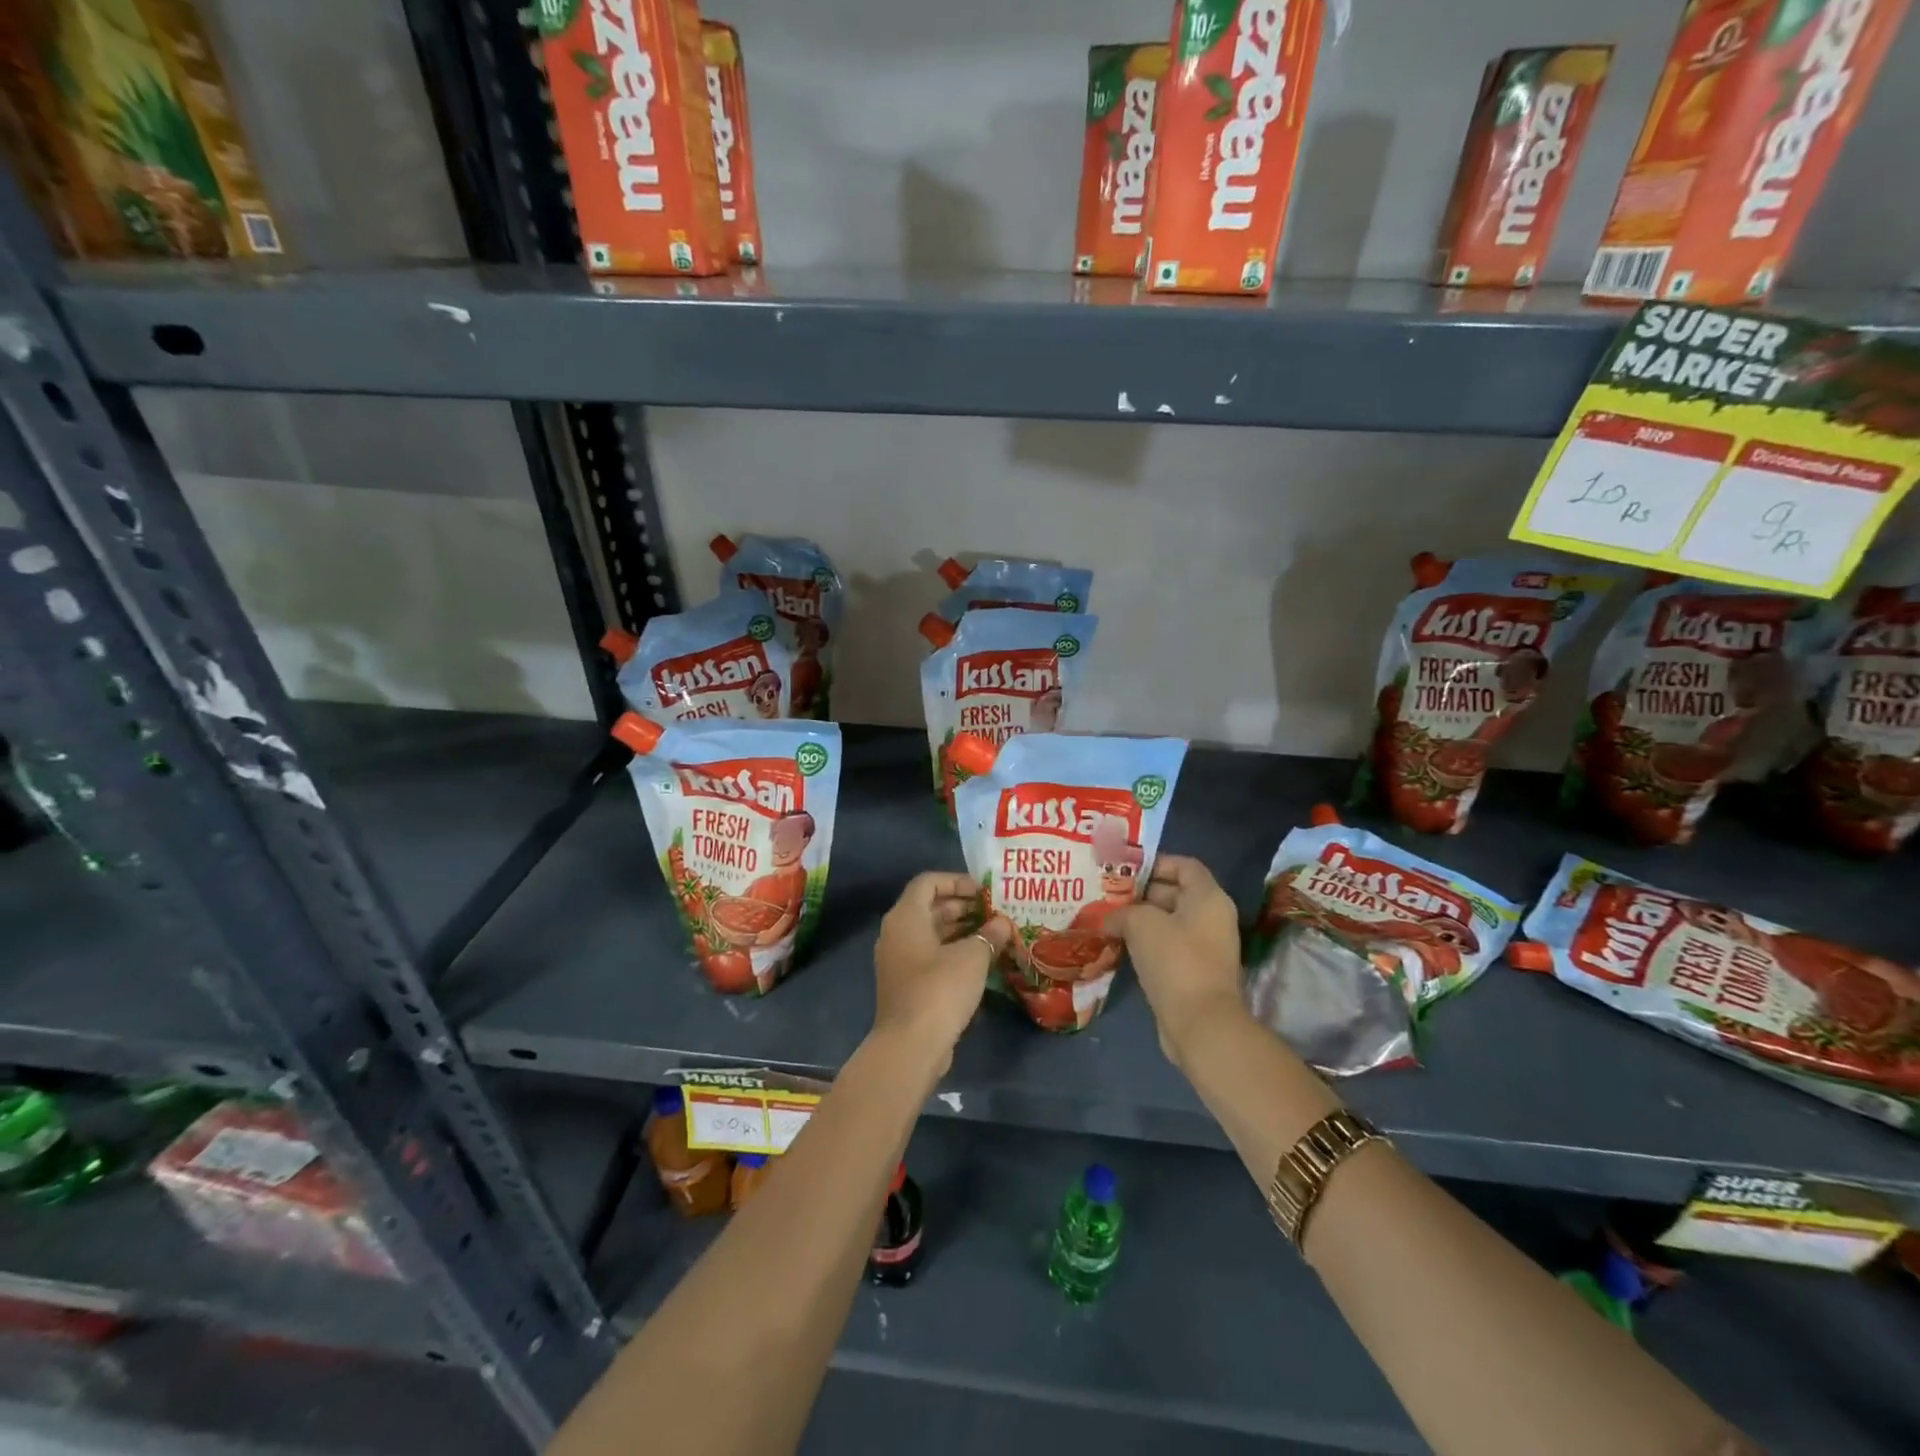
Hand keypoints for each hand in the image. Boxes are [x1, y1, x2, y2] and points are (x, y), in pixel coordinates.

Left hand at [872, 872, 1012, 1074]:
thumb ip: (989, 935)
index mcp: (906, 917)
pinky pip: (930, 956)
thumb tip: (1002, 924)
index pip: (928, 882)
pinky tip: (980, 961)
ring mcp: (899, 960)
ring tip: (993, 934)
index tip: (983, 891)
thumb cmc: (940, 989)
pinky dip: (953, 952)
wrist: (910, 1046)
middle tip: (994, 912)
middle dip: (962, 906)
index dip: (956, 881)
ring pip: (931, 933)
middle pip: (929, 907)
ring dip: (960, 930)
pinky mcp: (906, 984)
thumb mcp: (972, 957)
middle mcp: (896, 933)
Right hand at [1109, 854, 1246, 1065]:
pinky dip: (1147, 944)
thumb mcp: (1140, 923)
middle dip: (1141, 893)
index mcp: (1208, 897)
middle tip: (1108, 895)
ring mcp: (1207, 947)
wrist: (1200, 1023)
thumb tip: (1109, 919)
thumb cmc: (1175, 960)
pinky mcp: (1196, 973)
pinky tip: (1119, 947)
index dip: (1156, 862)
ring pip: (1170, 923)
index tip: (1125, 870)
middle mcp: (1213, 918)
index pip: (1185, 865)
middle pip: (1176, 893)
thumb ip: (1121, 912)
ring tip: (1107, 920)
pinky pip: (1169, 948)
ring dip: (1141, 921)